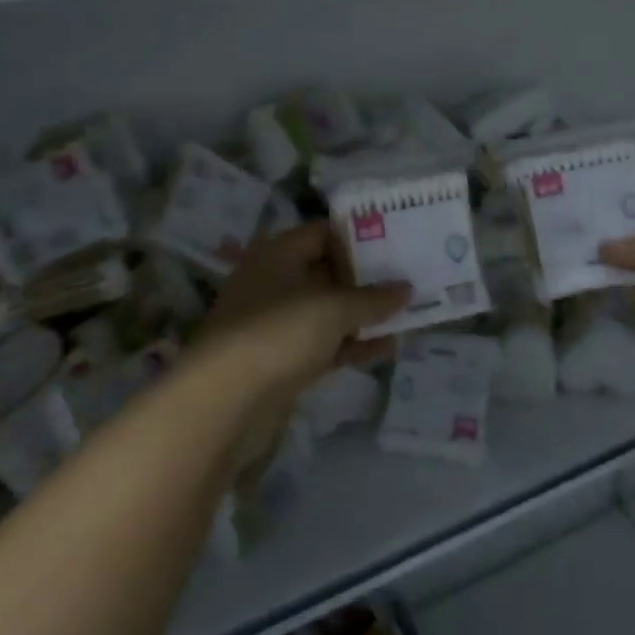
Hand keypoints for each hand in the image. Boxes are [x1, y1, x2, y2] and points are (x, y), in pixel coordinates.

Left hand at [192, 224, 408, 454]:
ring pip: (328, 310)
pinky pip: (324, 343)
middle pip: (328, 271)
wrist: (224, 402)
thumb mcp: (334, 308)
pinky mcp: (282, 359)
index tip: (398, 242)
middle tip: (410, 277)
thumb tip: (406, 288)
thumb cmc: (279, 333)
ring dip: (363, 314)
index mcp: (278, 254)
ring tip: (407, 314)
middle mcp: (275, 282)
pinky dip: (351, 344)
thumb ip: (373, 298)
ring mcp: (277, 323)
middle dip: (367, 278)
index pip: (324, 232)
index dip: (360, 235)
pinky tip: (386, 348)